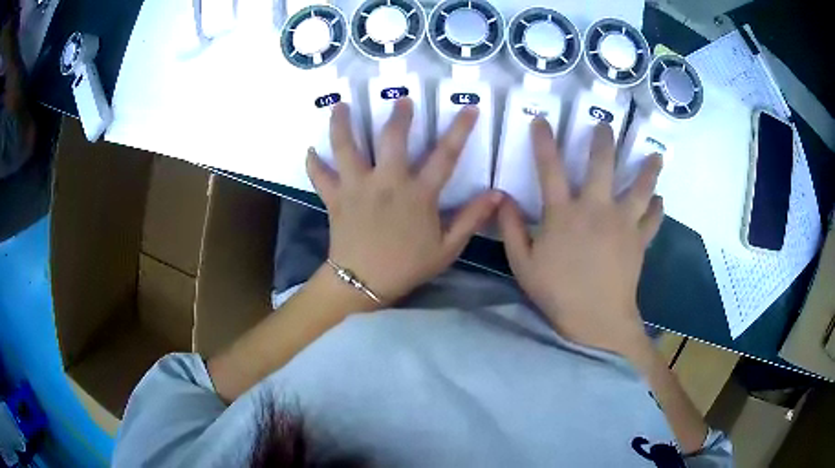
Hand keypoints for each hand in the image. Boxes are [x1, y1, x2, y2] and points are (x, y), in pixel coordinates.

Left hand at [307, 99, 502, 305]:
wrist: (363, 284)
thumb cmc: (407, 266)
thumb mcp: (447, 248)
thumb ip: (471, 219)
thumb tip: (497, 195)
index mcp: (417, 194)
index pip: (445, 155)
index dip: (460, 130)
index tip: (470, 109)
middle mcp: (386, 182)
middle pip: (391, 138)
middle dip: (399, 115)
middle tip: (401, 99)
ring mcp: (356, 186)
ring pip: (346, 146)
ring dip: (342, 124)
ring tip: (339, 106)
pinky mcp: (335, 197)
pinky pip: (320, 175)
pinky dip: (314, 163)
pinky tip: (310, 151)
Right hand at [498, 121, 663, 352]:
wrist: (596, 320)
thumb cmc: (557, 293)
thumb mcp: (523, 265)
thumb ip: (511, 229)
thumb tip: (501, 198)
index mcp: (564, 214)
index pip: (549, 168)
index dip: (543, 141)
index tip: (541, 120)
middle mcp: (596, 209)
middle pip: (602, 164)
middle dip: (603, 140)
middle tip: (606, 125)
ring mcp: (623, 223)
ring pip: (640, 187)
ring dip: (648, 169)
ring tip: (656, 156)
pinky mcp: (639, 239)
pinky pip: (653, 218)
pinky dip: (657, 208)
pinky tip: (659, 200)